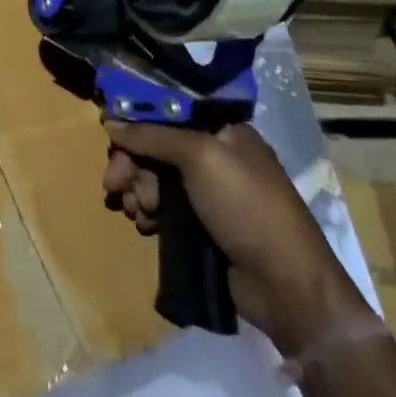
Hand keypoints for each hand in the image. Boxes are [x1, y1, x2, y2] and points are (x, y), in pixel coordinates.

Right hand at [104, 119, 370, 354]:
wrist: (285, 284)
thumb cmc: (247, 208)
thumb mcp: (201, 158)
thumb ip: (153, 136)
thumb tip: (110, 121)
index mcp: (223, 130)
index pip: (169, 112)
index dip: (137, 121)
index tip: (111, 136)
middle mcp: (215, 155)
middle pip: (156, 146)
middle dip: (132, 164)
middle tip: (115, 184)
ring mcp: (208, 192)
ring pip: (154, 178)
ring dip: (137, 191)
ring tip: (140, 212)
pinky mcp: (200, 224)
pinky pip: (162, 207)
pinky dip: (148, 212)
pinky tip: (146, 225)